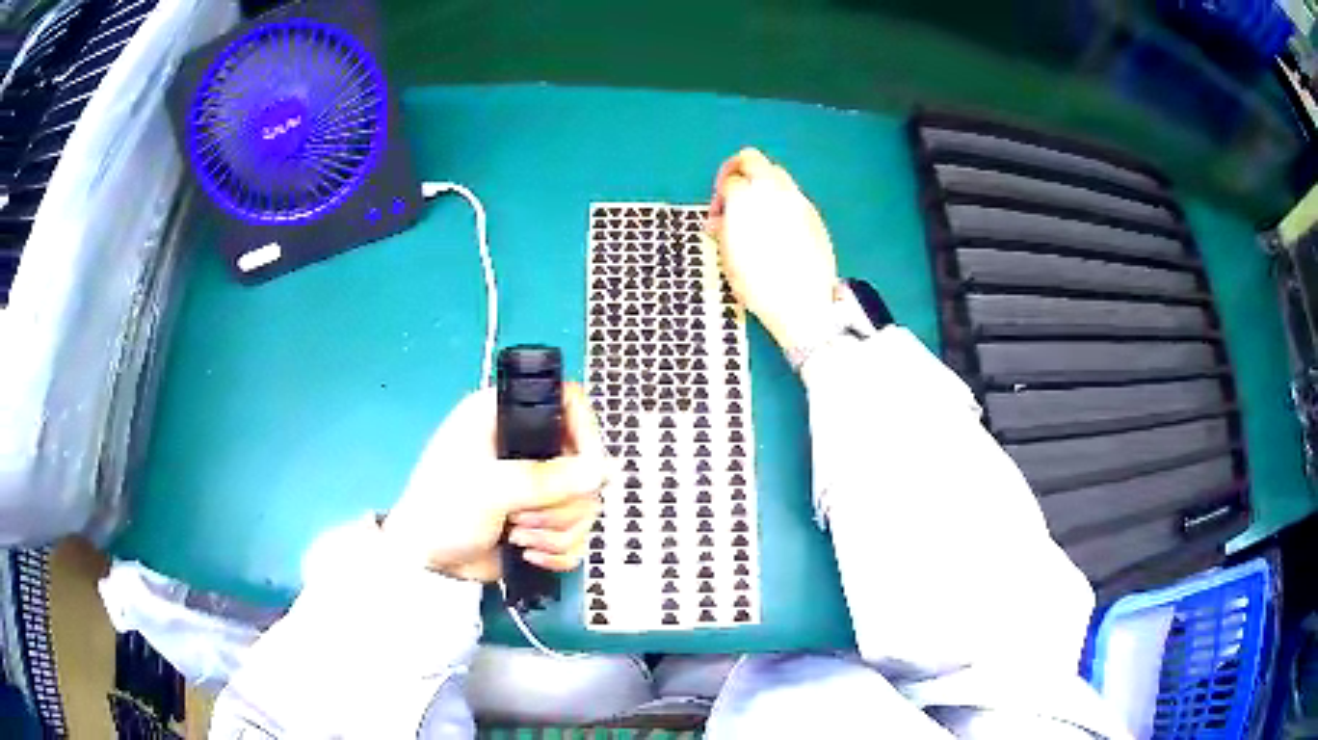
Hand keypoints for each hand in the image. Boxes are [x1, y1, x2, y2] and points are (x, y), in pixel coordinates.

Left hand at [381, 384, 609, 581]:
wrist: (425, 561)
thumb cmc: (443, 508)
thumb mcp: (490, 487)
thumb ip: (547, 479)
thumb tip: (605, 470)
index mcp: (507, 416)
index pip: (568, 404)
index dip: (586, 433)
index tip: (585, 469)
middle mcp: (526, 446)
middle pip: (584, 464)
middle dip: (559, 503)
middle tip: (522, 516)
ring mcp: (536, 486)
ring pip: (584, 504)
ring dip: (555, 530)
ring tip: (517, 535)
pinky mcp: (542, 521)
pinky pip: (577, 534)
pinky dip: (557, 550)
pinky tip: (526, 553)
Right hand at [707, 148, 840, 351]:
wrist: (802, 302)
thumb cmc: (758, 285)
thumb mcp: (729, 260)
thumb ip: (723, 232)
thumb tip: (718, 222)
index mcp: (746, 200)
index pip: (728, 180)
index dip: (718, 197)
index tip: (718, 217)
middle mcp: (772, 191)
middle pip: (752, 159)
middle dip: (737, 171)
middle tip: (732, 194)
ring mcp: (796, 200)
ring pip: (776, 173)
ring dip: (761, 184)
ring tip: (756, 212)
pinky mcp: (813, 213)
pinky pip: (793, 194)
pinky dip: (780, 200)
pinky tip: (778, 227)